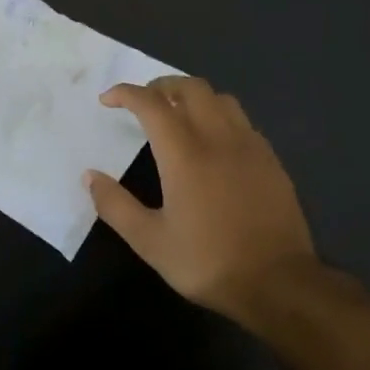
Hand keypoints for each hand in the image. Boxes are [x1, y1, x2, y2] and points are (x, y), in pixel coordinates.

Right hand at [85, 76, 328, 331]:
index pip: (152, 104)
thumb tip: (90, 177)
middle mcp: (219, 139)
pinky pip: (242, 121)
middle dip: (162, 85)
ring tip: (177, 114)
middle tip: (143, 101)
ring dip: (194, 96)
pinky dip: (220, 116)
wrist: (279, 284)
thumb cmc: (208, 262)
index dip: (127, 93)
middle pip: (191, 88)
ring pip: (221, 99)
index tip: (108, 99)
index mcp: (185, 154)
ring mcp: (250, 147)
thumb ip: (116, 206)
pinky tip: (214, 141)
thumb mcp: (150, 241)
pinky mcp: (271, 161)